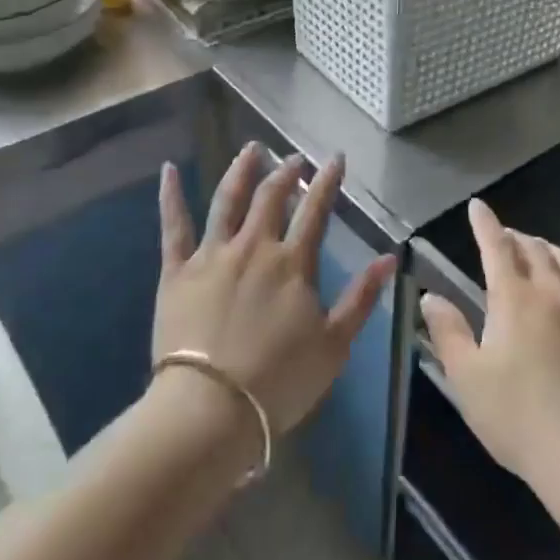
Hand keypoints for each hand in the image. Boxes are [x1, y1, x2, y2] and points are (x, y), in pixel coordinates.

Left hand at [154, 144, 396, 436]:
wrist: (210, 410)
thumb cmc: (278, 382)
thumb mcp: (334, 344)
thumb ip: (361, 297)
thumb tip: (390, 257)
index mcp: (293, 263)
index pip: (315, 211)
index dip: (327, 182)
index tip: (335, 158)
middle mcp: (254, 247)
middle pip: (271, 198)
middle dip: (286, 173)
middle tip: (294, 158)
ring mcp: (212, 255)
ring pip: (227, 201)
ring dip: (241, 170)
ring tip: (251, 149)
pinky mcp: (176, 272)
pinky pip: (173, 227)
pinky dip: (170, 196)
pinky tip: (169, 170)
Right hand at [420, 199, 559, 492]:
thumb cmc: (518, 416)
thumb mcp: (468, 378)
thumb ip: (449, 332)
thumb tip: (431, 297)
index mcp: (515, 298)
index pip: (497, 247)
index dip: (486, 224)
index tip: (478, 206)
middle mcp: (553, 293)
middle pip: (535, 249)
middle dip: (515, 236)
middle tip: (504, 236)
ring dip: (548, 249)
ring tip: (538, 253)